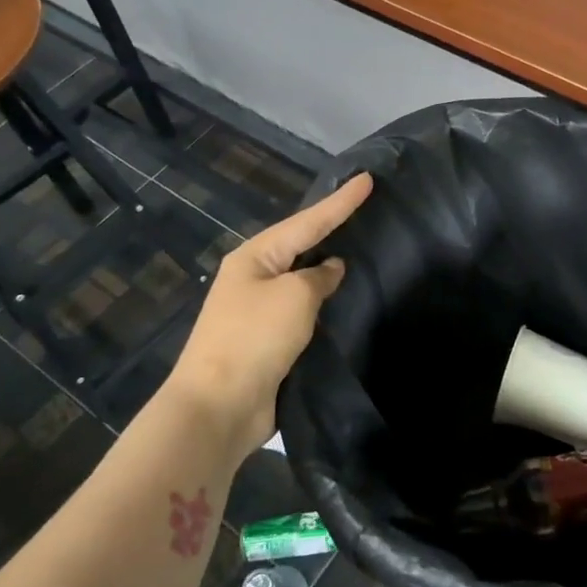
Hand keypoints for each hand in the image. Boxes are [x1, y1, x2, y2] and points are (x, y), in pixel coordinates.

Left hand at [157, 173, 372, 468]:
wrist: (218, 407)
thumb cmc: (254, 339)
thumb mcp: (295, 297)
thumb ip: (319, 277)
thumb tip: (330, 270)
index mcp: (254, 257)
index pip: (308, 221)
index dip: (341, 201)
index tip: (368, 179)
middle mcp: (254, 278)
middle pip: (301, 244)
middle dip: (331, 227)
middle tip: (365, 207)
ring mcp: (258, 311)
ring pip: (302, 279)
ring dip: (328, 267)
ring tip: (361, 248)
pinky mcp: (268, 342)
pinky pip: (302, 311)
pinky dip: (324, 302)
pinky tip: (345, 300)